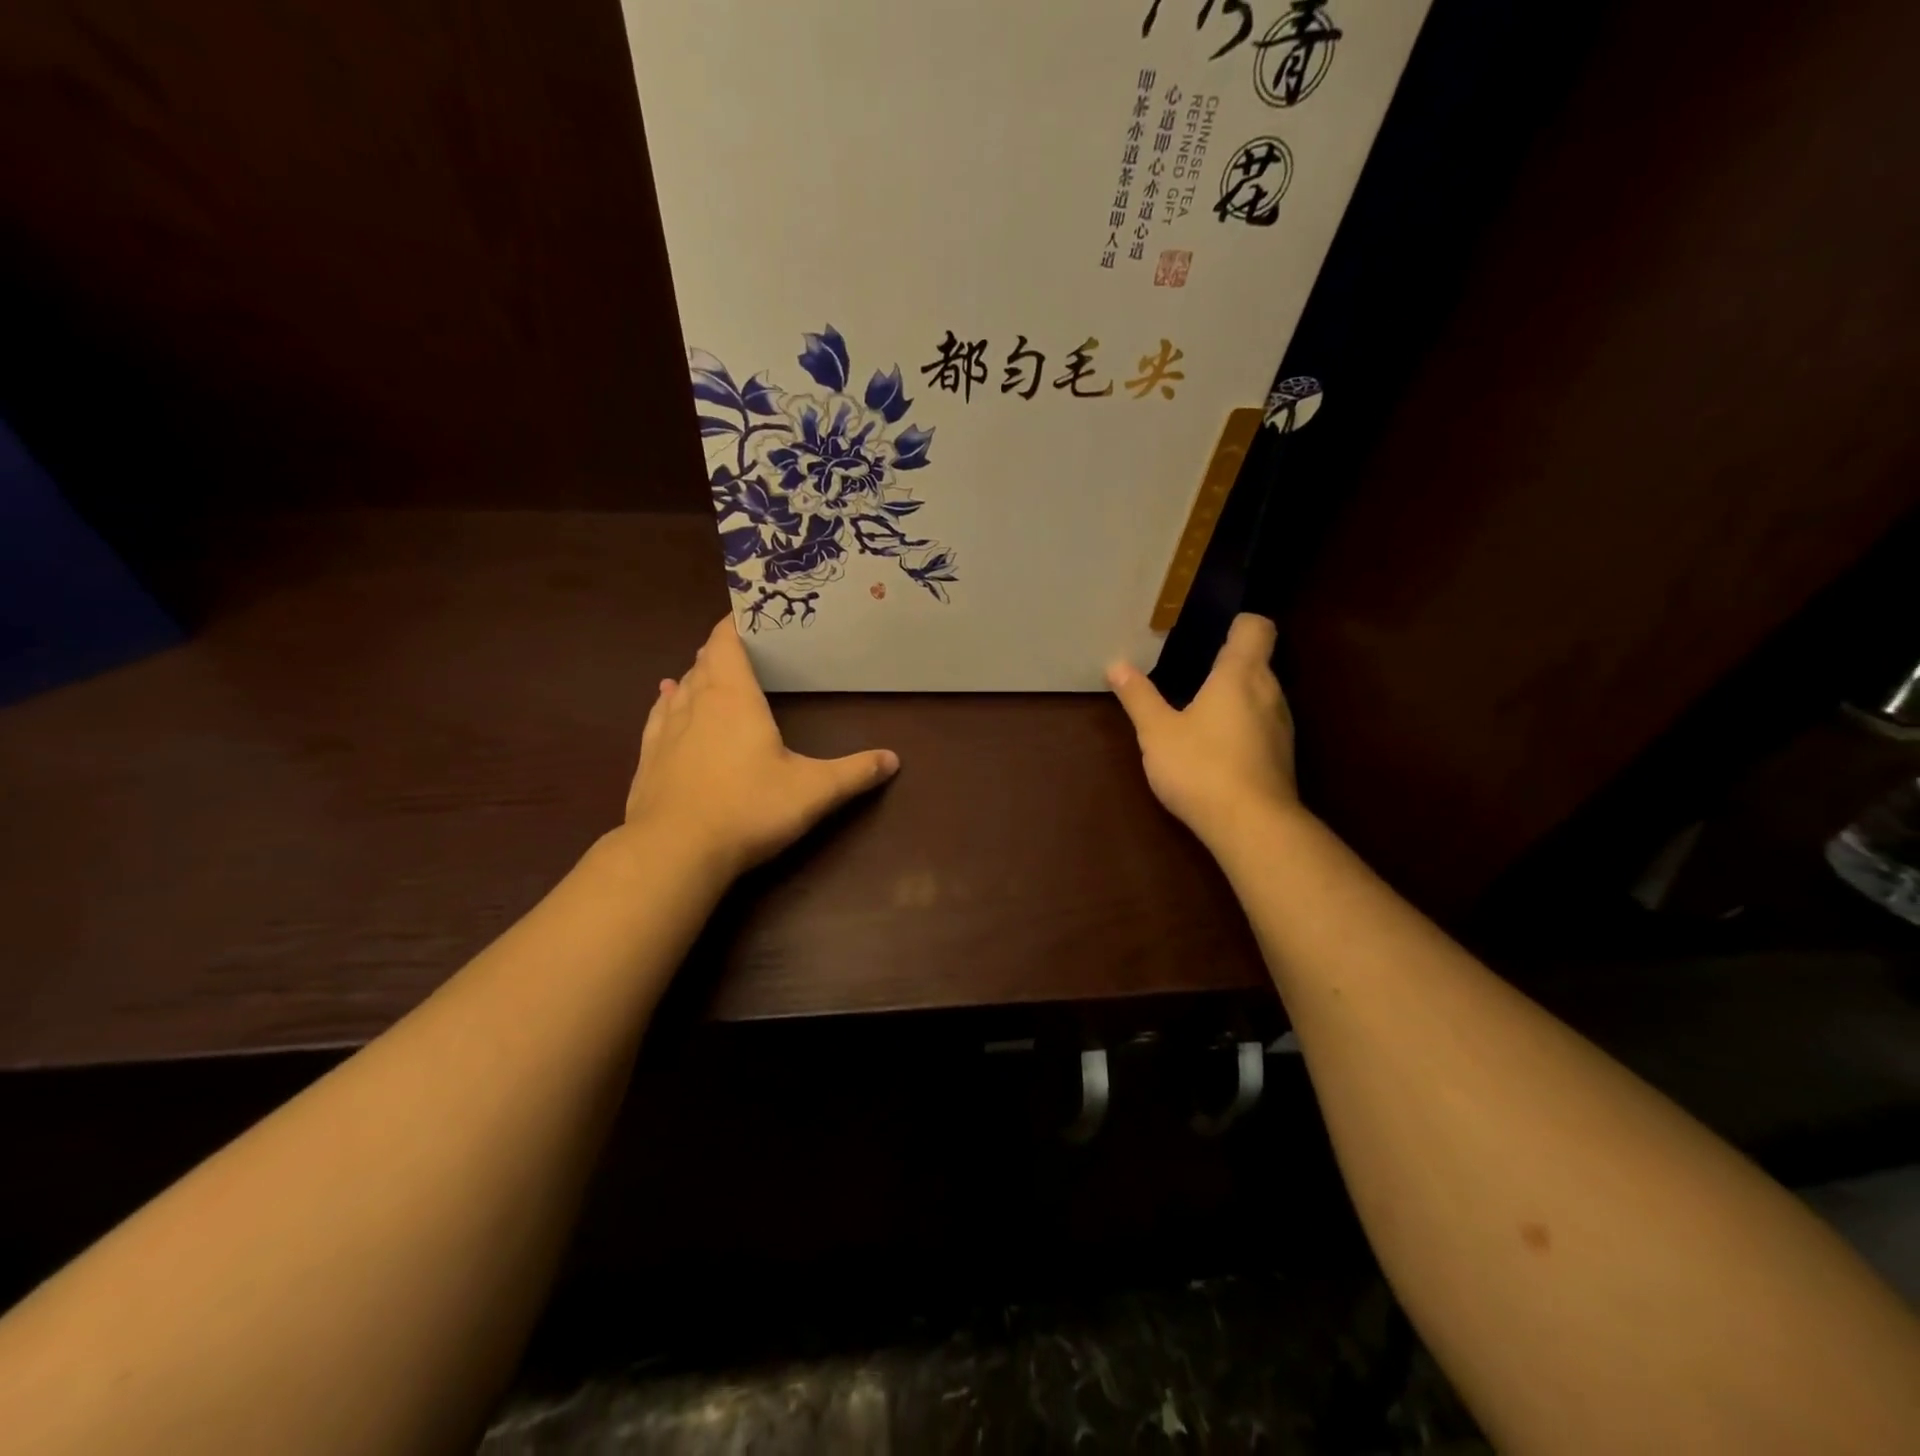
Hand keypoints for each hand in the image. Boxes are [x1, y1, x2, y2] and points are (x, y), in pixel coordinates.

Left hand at [624, 616, 899, 875]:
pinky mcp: (648, 759)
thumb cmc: (749, 808)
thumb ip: (855, 772)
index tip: (749, 612)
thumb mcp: (814, 791)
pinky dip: (665, 702)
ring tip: (706, 668)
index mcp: (734, 698)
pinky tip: (664, 698)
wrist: (675, 851)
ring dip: (694, 674)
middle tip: (742, 647)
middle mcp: (696, 704)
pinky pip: (657, 716)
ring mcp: (666, 731)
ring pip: (680, 687)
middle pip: (704, 662)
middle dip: (721, 650)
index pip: (726, 643)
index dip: (735, 624)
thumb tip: (894, 759)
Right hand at [1107, 613, 1300, 850]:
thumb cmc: (1201, 767)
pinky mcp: (1282, 756)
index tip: (1209, 630)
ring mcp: (1282, 726)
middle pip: (1256, 661)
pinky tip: (1214, 746)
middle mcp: (1270, 692)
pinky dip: (1242, 725)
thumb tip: (1117, 665)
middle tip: (1188, 670)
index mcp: (1240, 674)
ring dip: (1235, 696)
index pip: (1255, 627)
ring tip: (1198, 708)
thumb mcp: (1157, 732)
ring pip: (1260, 695)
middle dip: (1226, 662)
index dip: (1237, 623)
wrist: (1252, 826)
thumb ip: (1139, 696)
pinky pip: (1262, 724)